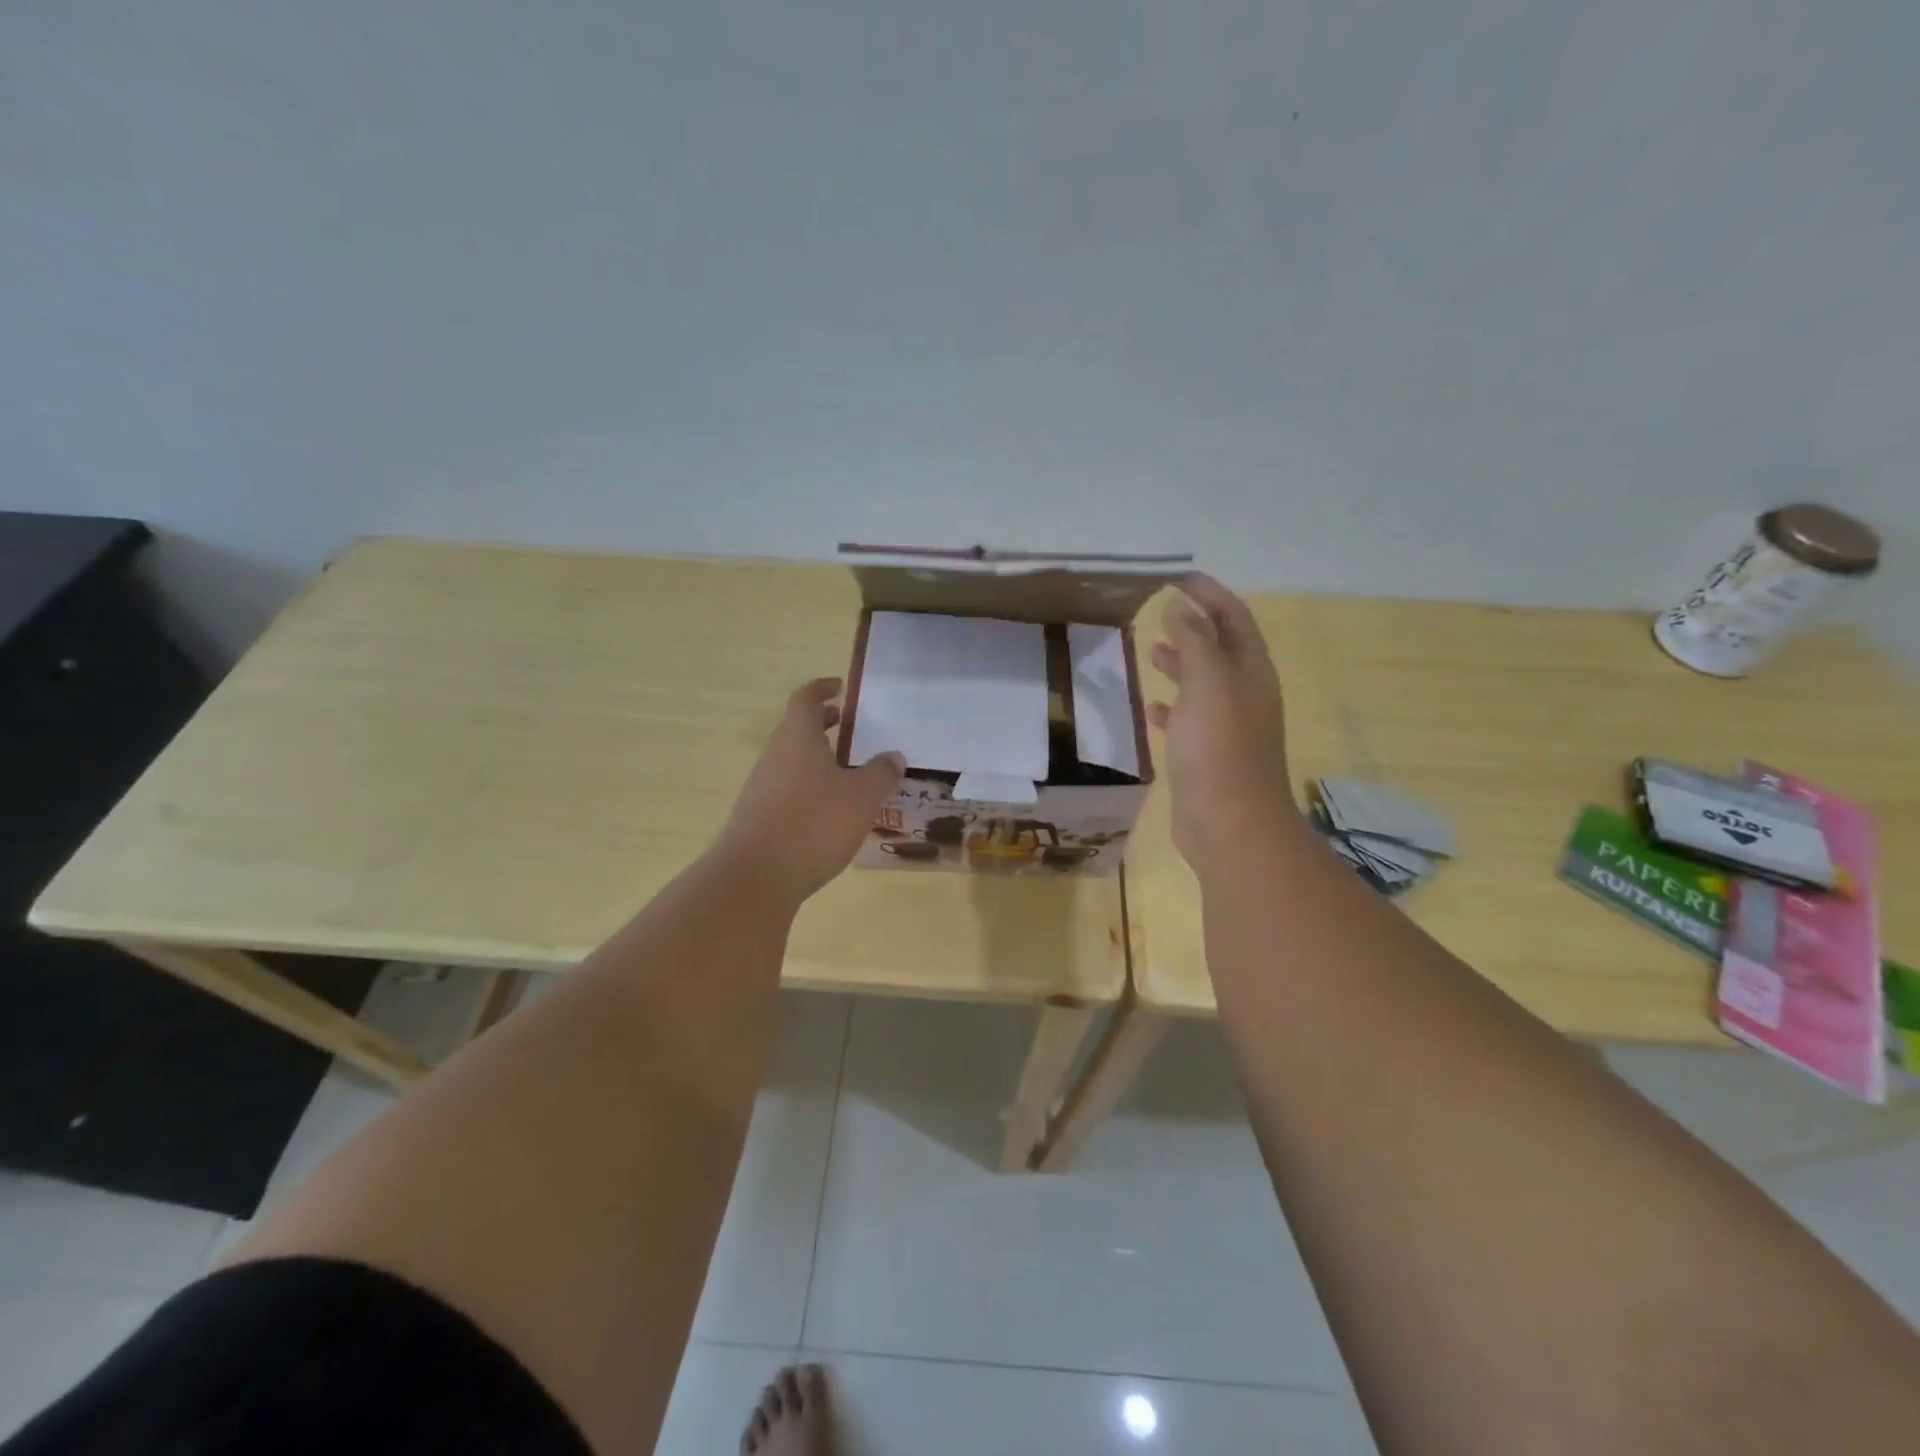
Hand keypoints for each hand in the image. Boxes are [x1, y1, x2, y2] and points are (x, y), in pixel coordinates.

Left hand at [716, 678, 905, 903]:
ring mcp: (762, 788)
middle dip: (823, 725)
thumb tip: (893, 756)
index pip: (806, 699)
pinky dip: (808, 788)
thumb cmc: (814, 823)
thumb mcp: (861, 797)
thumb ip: (880, 774)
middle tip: (849, 728)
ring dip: (817, 759)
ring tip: (847, 772)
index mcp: (797, 738)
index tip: (839, 687)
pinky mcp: (758, 818)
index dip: (822, 689)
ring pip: (791, 761)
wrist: (755, 877)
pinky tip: (829, 811)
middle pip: (796, 730)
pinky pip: (787, 790)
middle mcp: (775, 756)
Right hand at [1147, 575, 1304, 867]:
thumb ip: (1194, 641)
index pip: (1233, 617)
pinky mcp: (1207, 754)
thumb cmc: (1219, 747)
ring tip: (1150, 650)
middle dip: (1194, 625)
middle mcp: (1244, 693)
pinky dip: (1172, 706)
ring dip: (1181, 662)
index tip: (1176, 577)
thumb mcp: (1207, 682)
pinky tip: (1152, 706)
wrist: (1229, 823)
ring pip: (1203, 682)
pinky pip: (1189, 718)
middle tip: (1158, 609)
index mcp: (1251, 670)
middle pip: (1220, 647)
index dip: (1208, 593)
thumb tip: (1181, 607)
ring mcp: (1227, 726)